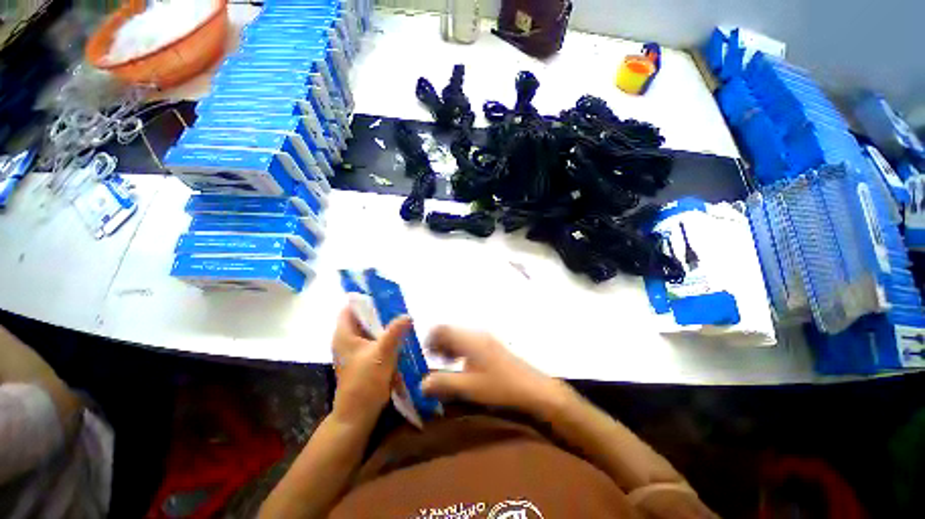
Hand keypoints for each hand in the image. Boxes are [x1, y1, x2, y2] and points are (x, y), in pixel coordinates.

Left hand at [331, 307, 411, 426]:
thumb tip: (407, 315)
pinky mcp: (361, 359)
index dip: (365, 299)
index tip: (385, 295)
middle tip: (398, 306)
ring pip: (368, 329)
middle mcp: (346, 339)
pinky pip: (372, 340)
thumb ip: (395, 332)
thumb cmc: (365, 382)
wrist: (358, 414)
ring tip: (400, 318)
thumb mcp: (382, 353)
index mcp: (344, 334)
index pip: (350, 307)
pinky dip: (383, 336)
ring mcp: (353, 350)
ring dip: (383, 324)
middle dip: (379, 311)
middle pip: (361, 317)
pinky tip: (397, 336)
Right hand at [420, 326, 568, 417]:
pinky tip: (465, 369)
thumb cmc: (501, 388)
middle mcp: (477, 334)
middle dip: (439, 346)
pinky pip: (470, 343)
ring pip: (461, 338)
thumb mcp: (469, 389)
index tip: (425, 356)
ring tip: (448, 368)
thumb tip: (422, 384)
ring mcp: (487, 339)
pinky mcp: (494, 347)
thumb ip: (443, 385)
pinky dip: (461, 353)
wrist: (535, 391)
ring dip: (450, 350)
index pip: (442, 329)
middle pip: (451, 332)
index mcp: (469, 339)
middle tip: (435, 364)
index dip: (429, 340)